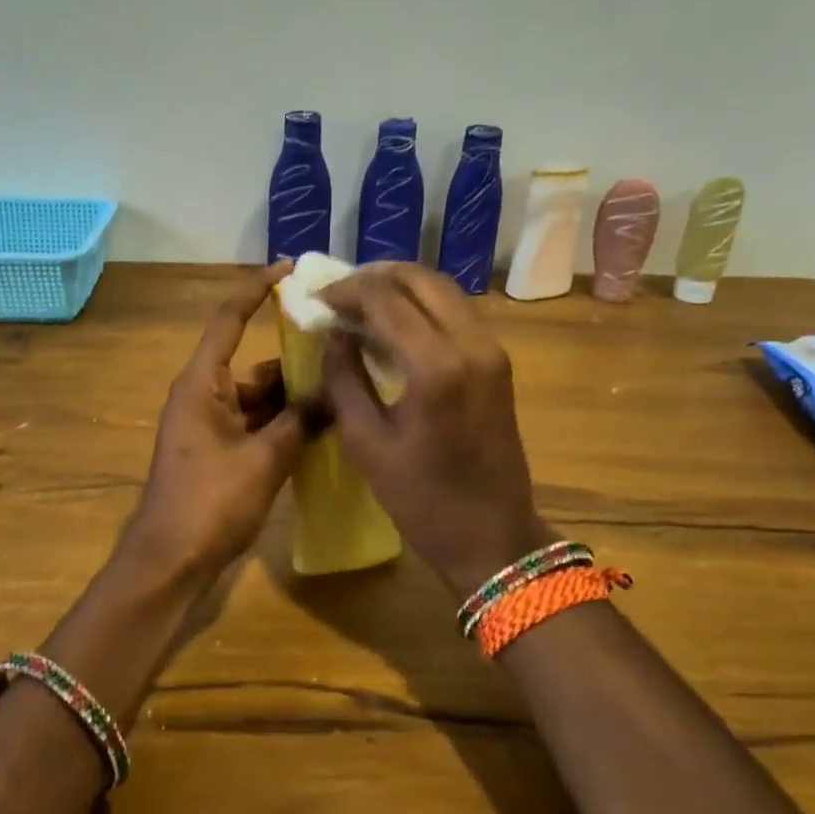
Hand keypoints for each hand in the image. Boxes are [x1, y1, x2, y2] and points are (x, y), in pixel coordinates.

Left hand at [118, 263, 318, 581]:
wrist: (170, 563)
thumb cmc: (210, 503)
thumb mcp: (264, 459)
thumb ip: (301, 421)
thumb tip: (334, 394)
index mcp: (202, 383)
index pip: (229, 320)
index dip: (256, 290)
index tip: (289, 269)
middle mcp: (204, 396)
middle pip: (254, 363)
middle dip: (295, 359)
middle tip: (344, 349)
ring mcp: (211, 426)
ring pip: (259, 397)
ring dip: (294, 397)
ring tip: (345, 390)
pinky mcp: (220, 453)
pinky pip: (257, 424)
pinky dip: (284, 424)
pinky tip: (322, 429)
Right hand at [319, 263, 552, 596]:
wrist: (493, 536)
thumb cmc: (422, 499)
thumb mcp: (366, 442)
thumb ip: (344, 377)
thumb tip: (334, 333)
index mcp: (435, 366)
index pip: (384, 297)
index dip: (345, 290)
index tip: (316, 301)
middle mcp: (471, 343)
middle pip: (419, 278)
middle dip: (373, 277)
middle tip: (338, 296)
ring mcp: (491, 349)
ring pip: (442, 289)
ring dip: (399, 287)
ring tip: (361, 305)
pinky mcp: (498, 360)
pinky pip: (456, 311)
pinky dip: (422, 304)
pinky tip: (394, 323)